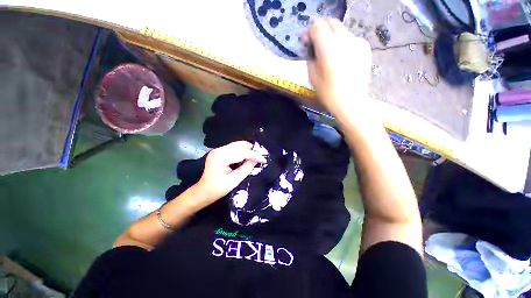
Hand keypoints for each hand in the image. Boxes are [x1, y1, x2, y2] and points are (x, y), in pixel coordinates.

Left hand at [195, 141, 266, 204]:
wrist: (203, 191)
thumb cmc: (217, 189)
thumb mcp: (234, 180)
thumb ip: (246, 168)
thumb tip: (257, 160)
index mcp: (220, 157)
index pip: (241, 152)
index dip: (254, 155)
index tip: (264, 159)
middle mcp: (219, 150)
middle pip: (240, 145)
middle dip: (251, 150)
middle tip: (260, 158)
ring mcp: (218, 150)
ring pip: (237, 145)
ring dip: (247, 150)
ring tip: (254, 158)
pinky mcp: (219, 151)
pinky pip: (234, 148)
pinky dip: (242, 152)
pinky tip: (246, 158)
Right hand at [303, 19, 371, 114]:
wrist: (351, 102)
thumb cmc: (329, 93)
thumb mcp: (313, 77)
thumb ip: (310, 58)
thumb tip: (310, 47)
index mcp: (329, 49)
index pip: (317, 27)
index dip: (309, 32)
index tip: (306, 41)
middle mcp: (344, 40)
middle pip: (331, 23)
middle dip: (321, 30)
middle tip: (316, 43)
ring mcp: (357, 42)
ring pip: (341, 30)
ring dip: (331, 37)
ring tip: (328, 52)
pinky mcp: (364, 47)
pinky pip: (350, 39)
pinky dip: (343, 43)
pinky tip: (341, 57)